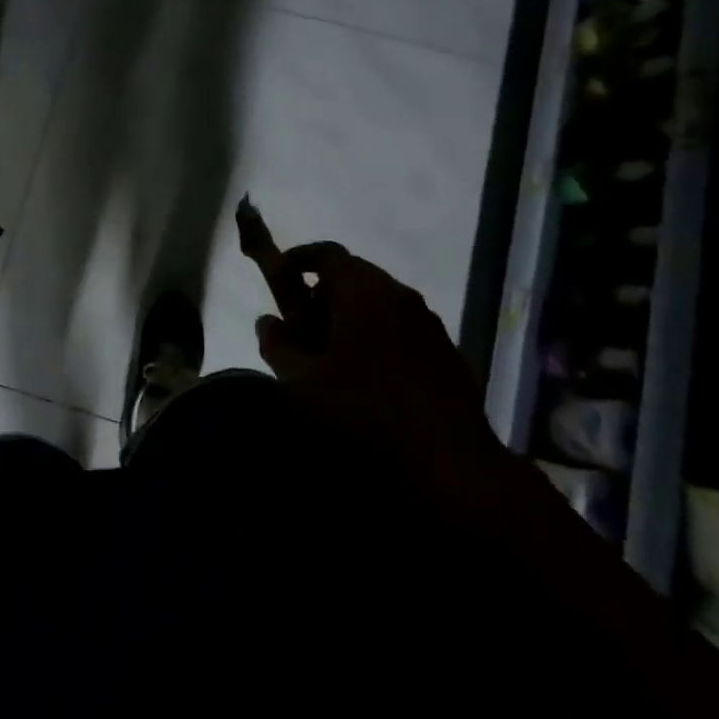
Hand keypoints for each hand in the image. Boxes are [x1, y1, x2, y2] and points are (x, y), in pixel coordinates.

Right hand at [251, 240, 493, 465]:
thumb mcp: (303, 384)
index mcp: (364, 294)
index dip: (299, 258)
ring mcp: (428, 323)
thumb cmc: (366, 414)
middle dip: (323, 289)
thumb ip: (278, 346)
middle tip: (301, 322)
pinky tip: (368, 372)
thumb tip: (266, 321)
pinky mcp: (445, 350)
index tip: (280, 275)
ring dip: (351, 311)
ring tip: (332, 350)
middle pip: (355, 273)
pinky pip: (401, 324)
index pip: (327, 254)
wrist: (452, 464)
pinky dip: (377, 332)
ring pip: (379, 299)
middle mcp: (400, 296)